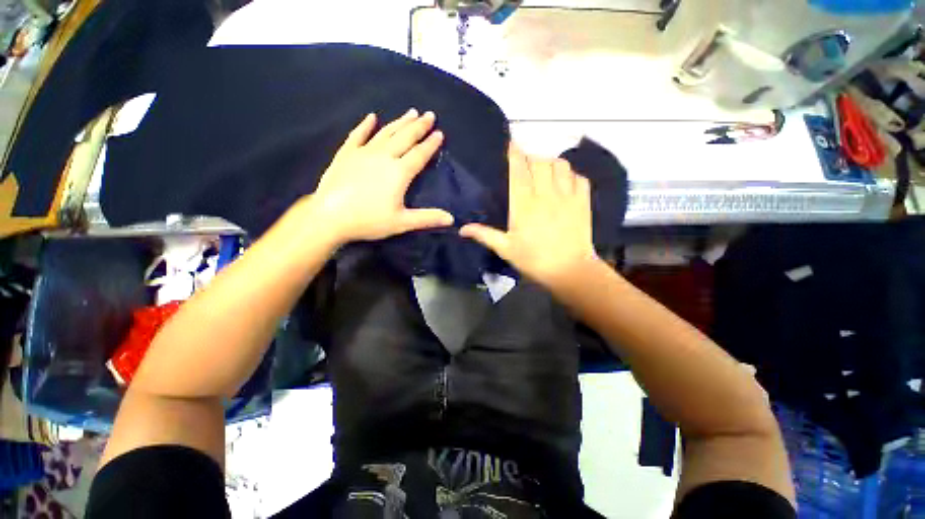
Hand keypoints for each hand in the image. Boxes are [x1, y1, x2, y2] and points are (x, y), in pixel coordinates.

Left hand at [307, 109, 453, 244]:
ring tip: (410, 113)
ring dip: (399, 123)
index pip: (419, 154)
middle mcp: (384, 157)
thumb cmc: (369, 220)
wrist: (330, 217)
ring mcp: (363, 153)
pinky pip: (357, 135)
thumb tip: (451, 219)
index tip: (440, 133)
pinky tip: (371, 117)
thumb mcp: (402, 222)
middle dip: (419, 126)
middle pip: (405, 138)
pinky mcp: (346, 154)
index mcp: (399, 172)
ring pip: (385, 133)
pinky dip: (365, 125)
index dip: (431, 144)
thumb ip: (427, 218)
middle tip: (429, 115)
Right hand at [460, 144, 598, 288]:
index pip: (518, 169)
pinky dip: (571, 174)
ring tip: (544, 172)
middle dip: (530, 158)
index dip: (514, 153)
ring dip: (550, 163)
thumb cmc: (534, 260)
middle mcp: (545, 193)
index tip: (510, 144)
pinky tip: (564, 182)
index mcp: (524, 204)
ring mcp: (567, 195)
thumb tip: (461, 228)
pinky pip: (579, 177)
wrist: (569, 270)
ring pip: (560, 164)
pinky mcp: (583, 201)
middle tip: (525, 166)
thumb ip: (484, 235)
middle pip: (539, 161)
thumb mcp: (506, 249)